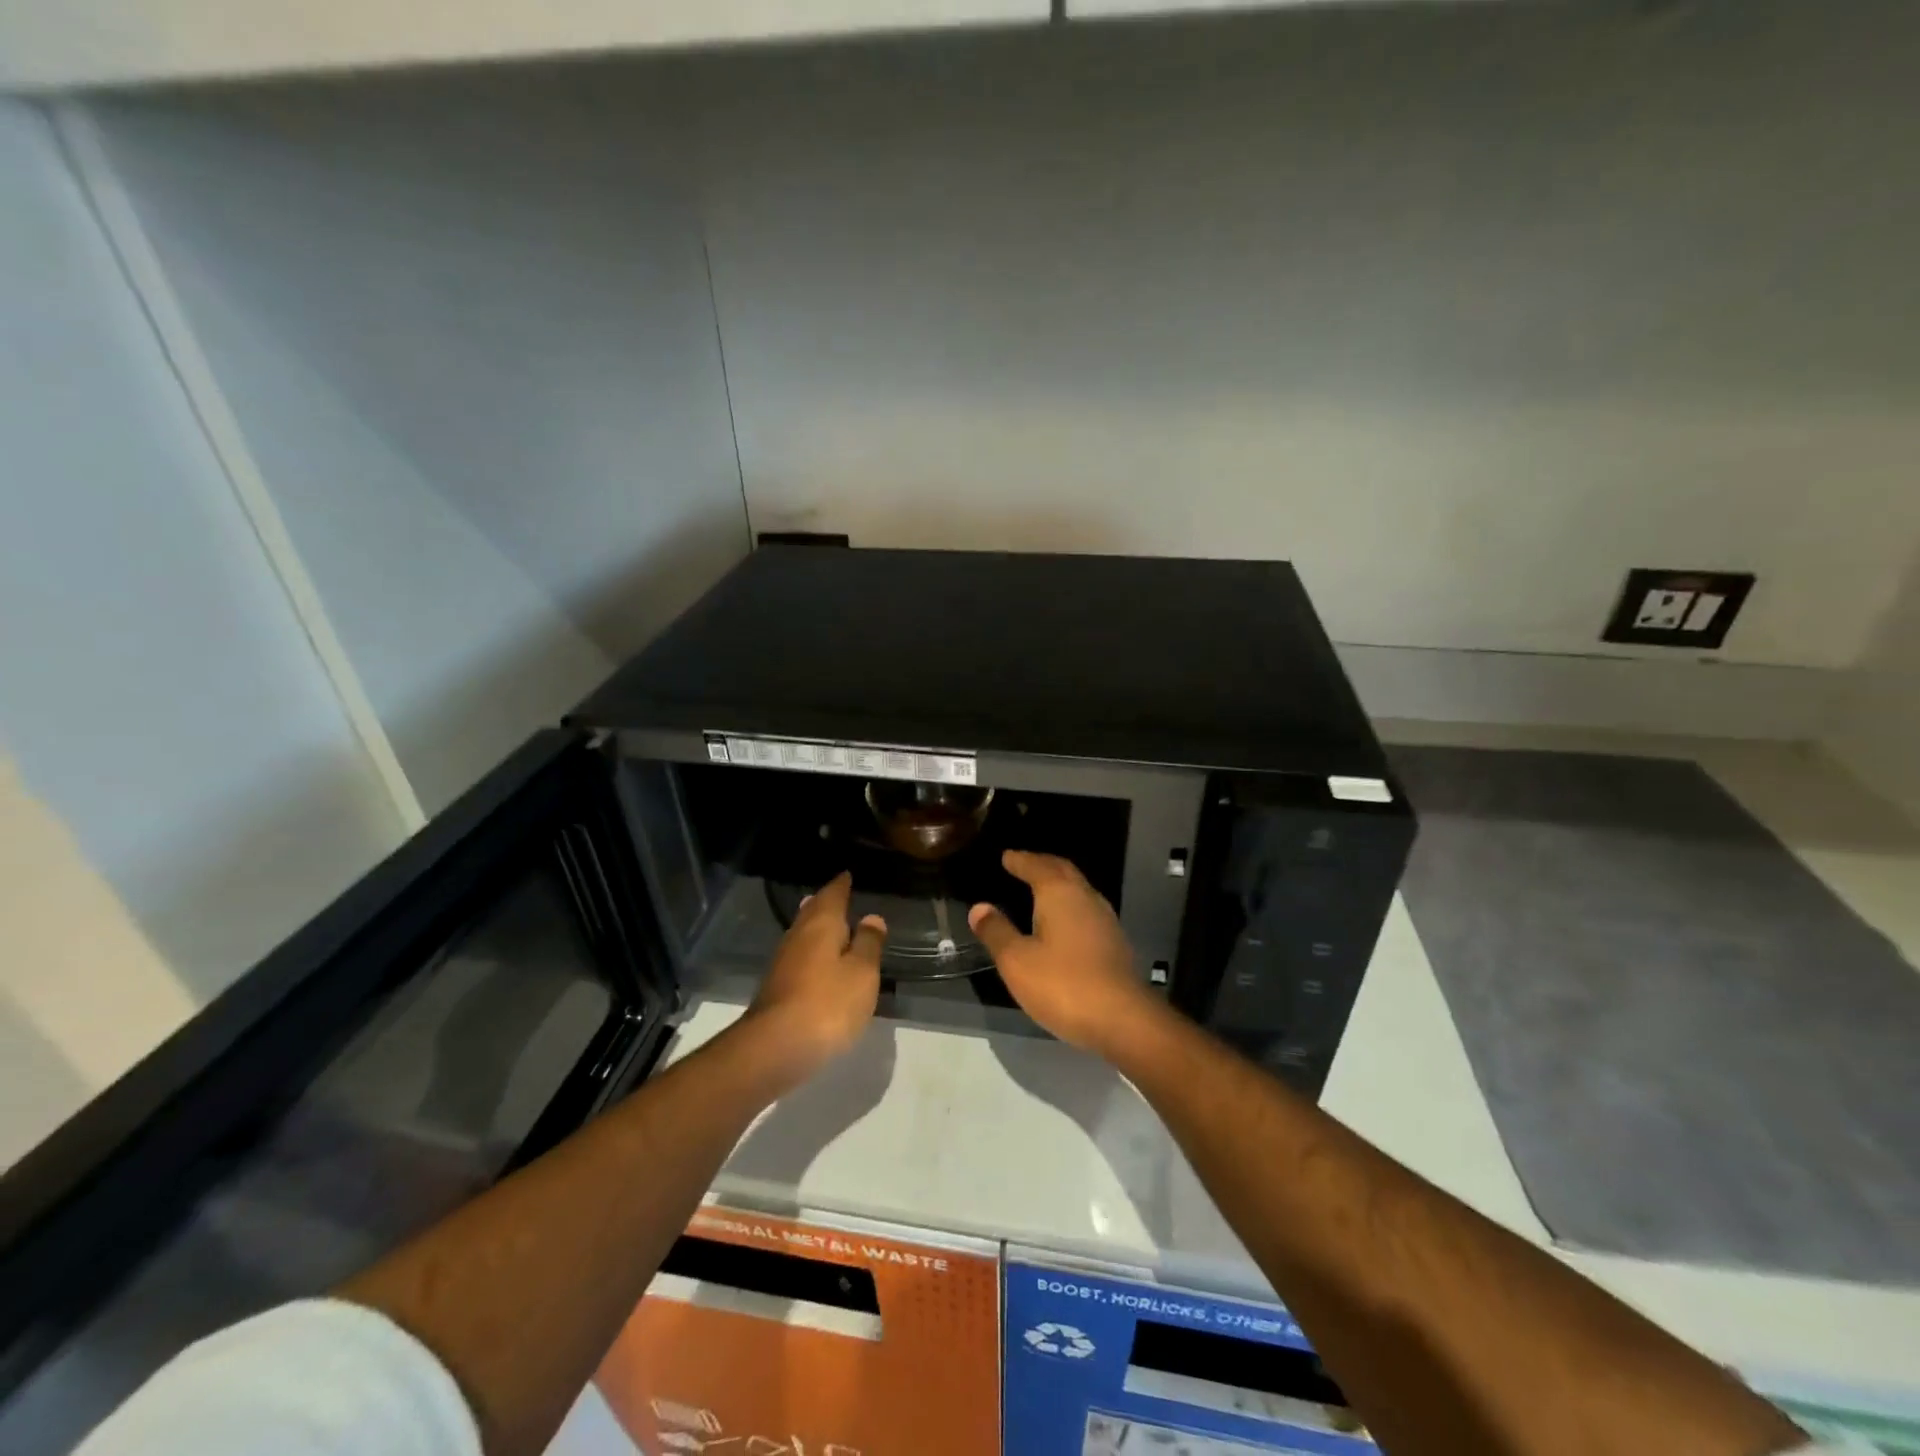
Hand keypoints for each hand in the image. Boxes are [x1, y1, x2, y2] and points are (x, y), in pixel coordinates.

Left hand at [748, 872, 885, 1072]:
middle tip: (839, 895)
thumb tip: (871, 917)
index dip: (842, 884)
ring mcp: (783, 962)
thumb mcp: (862, 972)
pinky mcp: (777, 987)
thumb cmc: (828, 1003)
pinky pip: (800, 956)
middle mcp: (798, 935)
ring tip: (833, 925)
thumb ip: (868, 943)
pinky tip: (820, 962)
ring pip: (803, 933)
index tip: (848, 874)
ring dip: (817, 927)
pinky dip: (812, 951)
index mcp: (821, 924)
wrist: (775, 1047)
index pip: (833, 894)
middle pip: (813, 911)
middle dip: (826, 902)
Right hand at [968, 850, 1158, 1053]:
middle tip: (1023, 864)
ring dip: (1059, 884)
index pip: (1037, 865)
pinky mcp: (1114, 943)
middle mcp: (1085, 897)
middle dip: (1042, 864)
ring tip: (1040, 889)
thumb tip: (979, 907)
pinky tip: (1063, 922)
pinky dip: (1069, 905)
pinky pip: (1086, 909)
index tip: (1007, 856)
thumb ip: (997, 931)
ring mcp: (1105, 919)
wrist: (1123, 1019)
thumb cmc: (1063, 984)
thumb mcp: (1017, 961)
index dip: (1020, 860)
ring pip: (1078, 889)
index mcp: (1060, 893)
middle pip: (1062, 871)